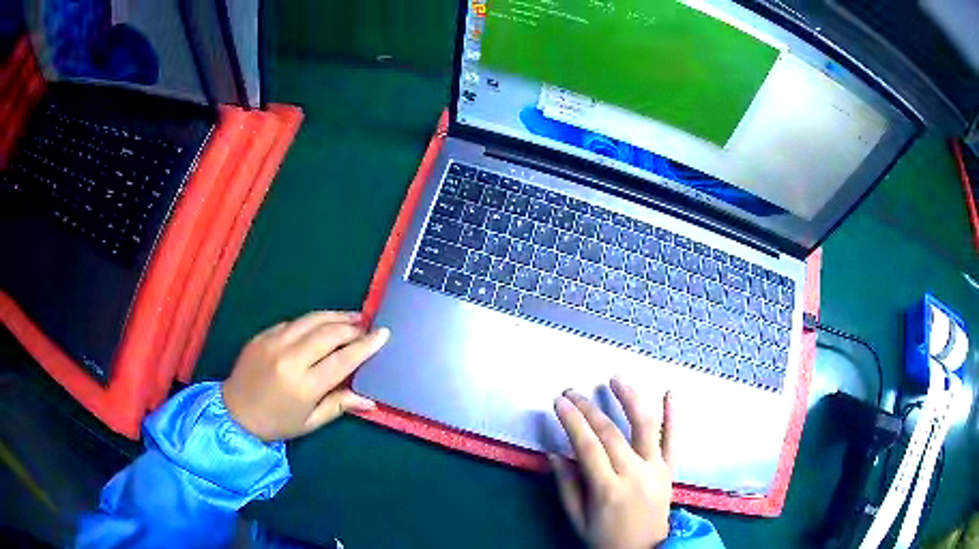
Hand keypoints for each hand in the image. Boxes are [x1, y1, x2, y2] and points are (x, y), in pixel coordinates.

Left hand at [222, 310, 389, 440]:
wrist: (234, 413)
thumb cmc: (276, 423)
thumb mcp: (310, 422)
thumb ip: (340, 405)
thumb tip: (370, 400)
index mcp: (304, 385)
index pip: (343, 358)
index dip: (366, 344)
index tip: (384, 333)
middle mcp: (290, 358)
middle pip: (330, 332)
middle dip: (353, 327)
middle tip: (367, 326)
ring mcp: (273, 342)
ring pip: (311, 319)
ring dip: (335, 316)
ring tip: (352, 317)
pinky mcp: (262, 335)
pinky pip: (294, 322)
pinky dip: (312, 321)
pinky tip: (321, 325)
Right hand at [550, 378, 672, 548]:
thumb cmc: (605, 538)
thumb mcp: (578, 519)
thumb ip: (567, 486)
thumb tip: (553, 453)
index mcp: (608, 489)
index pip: (587, 446)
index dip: (572, 421)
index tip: (559, 402)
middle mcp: (634, 474)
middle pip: (610, 433)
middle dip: (588, 409)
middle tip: (572, 391)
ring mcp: (656, 469)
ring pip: (645, 426)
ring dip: (630, 399)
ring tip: (616, 379)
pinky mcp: (670, 470)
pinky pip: (673, 439)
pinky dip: (673, 415)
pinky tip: (670, 392)